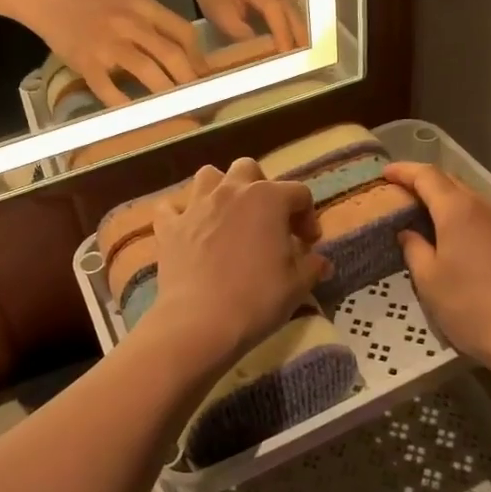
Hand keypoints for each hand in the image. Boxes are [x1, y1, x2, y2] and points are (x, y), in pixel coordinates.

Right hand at [28, 0, 203, 104]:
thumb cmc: (95, 5)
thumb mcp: (131, 5)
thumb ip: (156, 25)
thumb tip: (188, 58)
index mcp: (144, 8)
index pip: (183, 32)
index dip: (199, 58)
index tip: (206, 78)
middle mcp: (130, 23)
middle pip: (171, 54)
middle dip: (189, 80)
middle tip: (198, 100)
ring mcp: (108, 43)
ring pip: (147, 70)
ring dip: (166, 93)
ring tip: (177, 110)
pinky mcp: (87, 62)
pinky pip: (109, 89)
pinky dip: (125, 105)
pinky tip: (137, 117)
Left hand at [148, 159, 327, 369]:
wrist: (201, 321)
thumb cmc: (258, 298)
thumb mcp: (297, 284)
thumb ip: (312, 266)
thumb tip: (321, 262)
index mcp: (268, 198)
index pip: (299, 193)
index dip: (308, 217)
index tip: (308, 244)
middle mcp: (231, 191)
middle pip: (249, 169)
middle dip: (261, 187)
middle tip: (267, 220)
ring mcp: (196, 206)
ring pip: (208, 176)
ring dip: (220, 189)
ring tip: (228, 216)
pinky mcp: (169, 227)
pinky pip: (170, 208)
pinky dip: (179, 215)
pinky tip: (188, 230)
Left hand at [184, 0, 304, 50]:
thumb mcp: (219, 14)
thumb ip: (240, 32)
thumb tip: (261, 50)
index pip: (275, 10)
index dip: (282, 33)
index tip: (286, 54)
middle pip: (291, 10)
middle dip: (298, 35)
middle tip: (304, 59)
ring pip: (293, 11)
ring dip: (298, 31)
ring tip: (301, 54)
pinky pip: (288, 10)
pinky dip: (292, 25)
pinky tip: (293, 41)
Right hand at [385, 162, 490, 374]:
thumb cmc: (471, 306)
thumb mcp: (429, 280)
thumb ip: (414, 249)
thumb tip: (408, 233)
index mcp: (458, 210)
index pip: (427, 176)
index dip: (403, 171)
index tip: (384, 173)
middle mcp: (483, 206)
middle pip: (449, 181)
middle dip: (422, 182)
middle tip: (398, 192)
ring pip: (467, 197)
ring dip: (443, 198)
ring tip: (420, 213)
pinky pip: (480, 214)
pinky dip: (459, 214)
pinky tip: (449, 234)